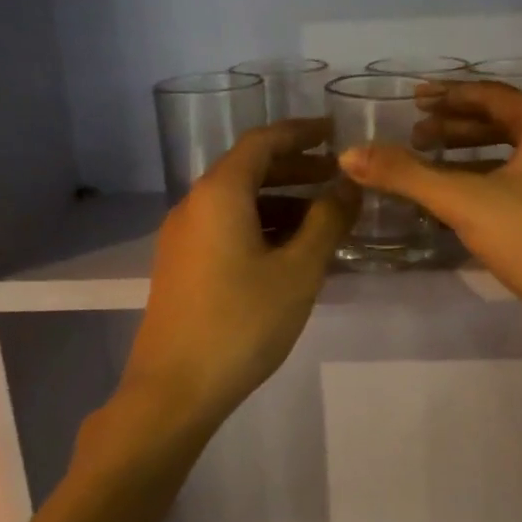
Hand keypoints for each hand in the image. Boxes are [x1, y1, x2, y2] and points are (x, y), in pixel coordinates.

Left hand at [120, 120, 354, 433]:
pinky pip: (227, 229)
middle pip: (248, 170)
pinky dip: (261, 227)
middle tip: (337, 177)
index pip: (262, 141)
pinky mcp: (182, 266)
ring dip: (281, 202)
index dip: (301, 133)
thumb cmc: (242, 322)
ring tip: (324, 218)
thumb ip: (327, 222)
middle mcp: (195, 205)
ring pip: (238, 203)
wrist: (174, 388)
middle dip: (295, 169)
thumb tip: (347, 187)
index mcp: (219, 193)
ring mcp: (183, 238)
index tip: (335, 132)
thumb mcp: (297, 271)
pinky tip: (291, 252)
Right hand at [338, 82, 521, 347]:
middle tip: (414, 134)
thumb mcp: (466, 202)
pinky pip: (515, 183)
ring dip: (466, 155)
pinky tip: (454, 200)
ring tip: (427, 163)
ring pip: (508, 154)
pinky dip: (483, 182)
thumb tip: (348, 155)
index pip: (490, 95)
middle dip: (455, 125)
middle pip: (500, 121)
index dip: (447, 95)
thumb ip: (406, 175)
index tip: (412, 99)